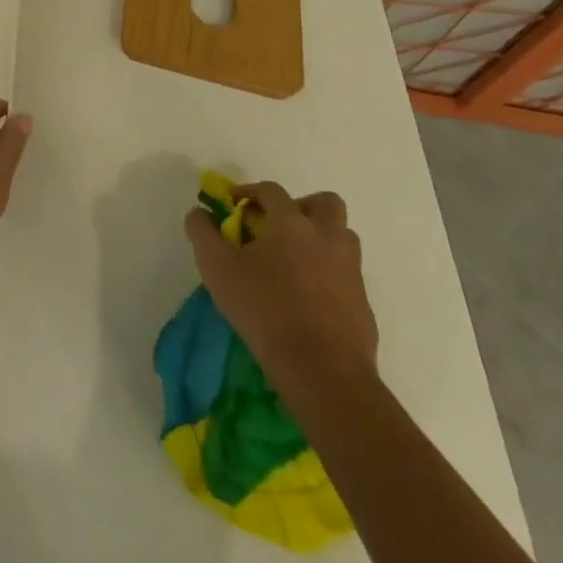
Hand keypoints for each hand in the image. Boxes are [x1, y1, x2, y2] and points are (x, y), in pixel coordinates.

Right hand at [184, 180, 377, 398]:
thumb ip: (202, 232)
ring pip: (342, 238)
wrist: (323, 372)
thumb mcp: (216, 267)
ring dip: (320, 239)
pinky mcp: (363, 304)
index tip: (234, 206)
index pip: (271, 190)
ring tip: (293, 261)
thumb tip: (199, 212)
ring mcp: (350, 271)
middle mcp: (327, 237)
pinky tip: (306, 298)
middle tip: (279, 227)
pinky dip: (328, 275)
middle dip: (302, 207)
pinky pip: (346, 274)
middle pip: (325, 203)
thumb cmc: (264, 309)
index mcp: (292, 222)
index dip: (250, 191)